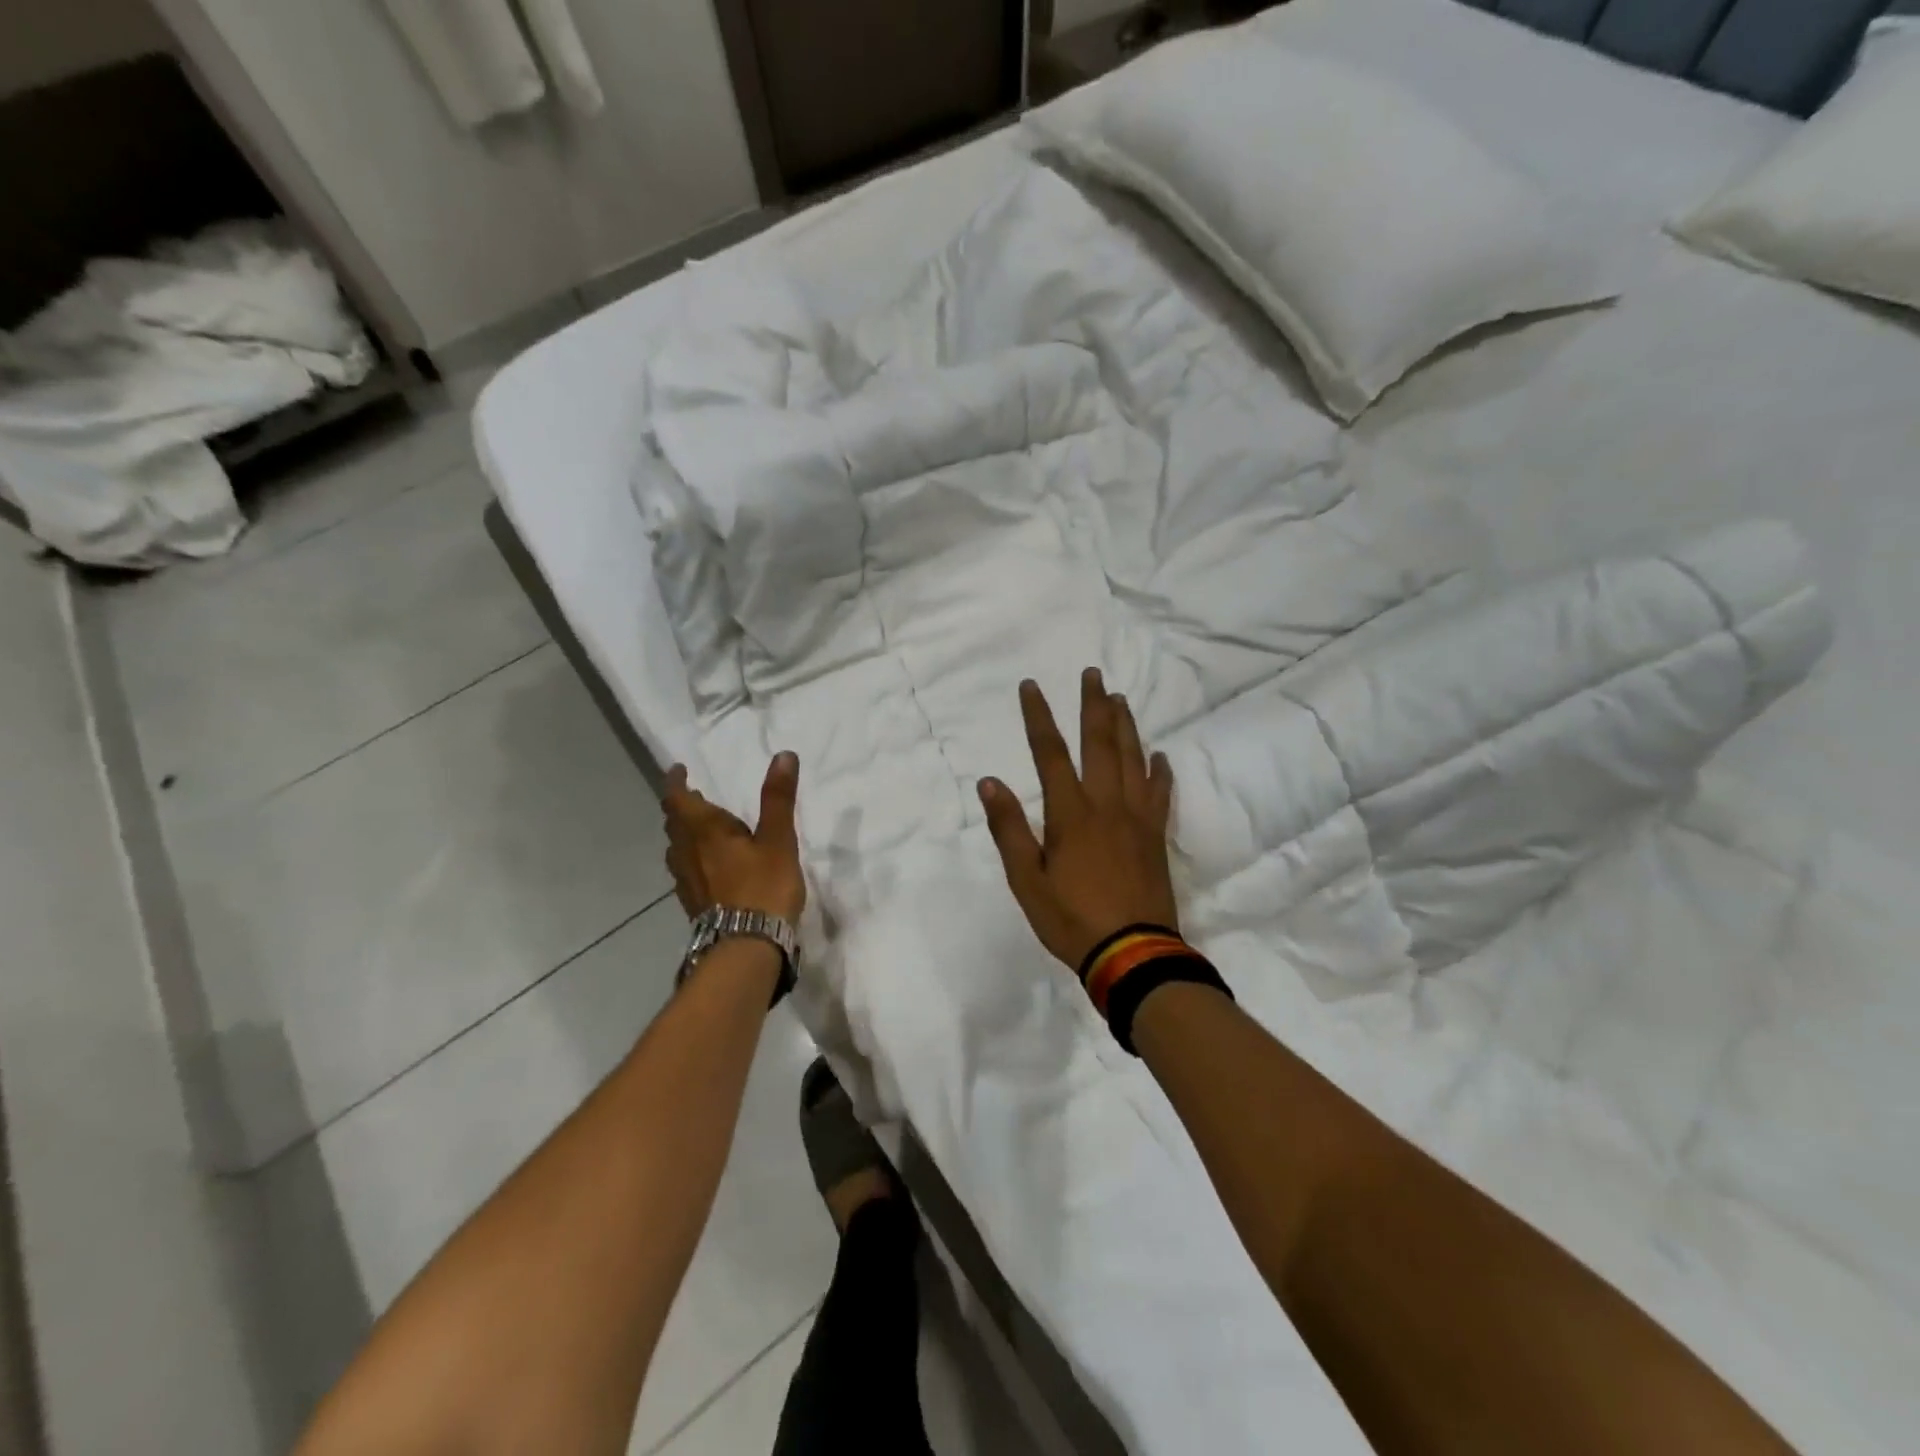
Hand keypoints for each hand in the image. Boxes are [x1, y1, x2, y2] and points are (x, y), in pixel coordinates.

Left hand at [663, 753, 805, 923]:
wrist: (746, 947)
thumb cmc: (763, 887)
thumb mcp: (778, 839)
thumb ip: (778, 798)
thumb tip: (783, 755)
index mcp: (705, 831)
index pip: (679, 799)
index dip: (676, 782)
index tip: (679, 770)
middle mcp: (687, 852)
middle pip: (675, 823)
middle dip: (683, 807)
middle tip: (696, 797)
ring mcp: (686, 881)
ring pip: (677, 849)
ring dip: (684, 833)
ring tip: (700, 829)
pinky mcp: (693, 903)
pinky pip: (684, 871)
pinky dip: (691, 859)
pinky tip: (707, 868)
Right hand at [978, 669, 1178, 970]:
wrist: (1133, 954)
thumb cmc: (1071, 919)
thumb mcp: (1026, 880)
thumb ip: (1009, 829)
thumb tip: (990, 782)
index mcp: (1070, 813)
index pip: (1050, 753)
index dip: (1038, 716)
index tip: (1031, 685)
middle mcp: (1106, 804)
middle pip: (1100, 743)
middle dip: (1094, 705)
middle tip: (1093, 673)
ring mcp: (1137, 818)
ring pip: (1133, 759)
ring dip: (1126, 725)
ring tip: (1120, 698)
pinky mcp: (1156, 836)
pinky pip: (1160, 793)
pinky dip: (1160, 770)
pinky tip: (1160, 755)